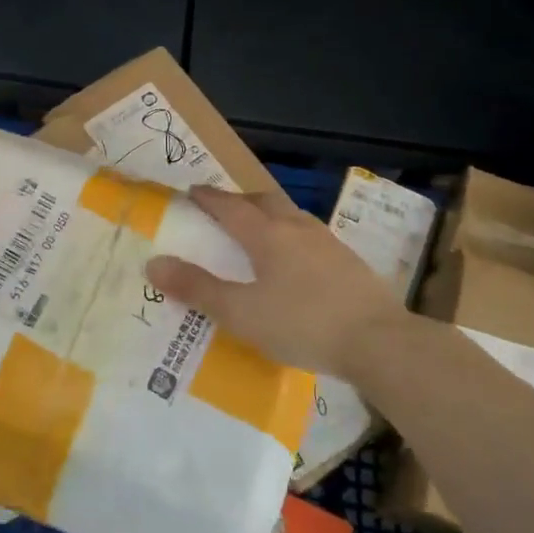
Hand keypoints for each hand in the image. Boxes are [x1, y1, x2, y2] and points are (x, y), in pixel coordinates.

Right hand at [145, 186, 405, 376]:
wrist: (379, 341)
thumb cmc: (303, 323)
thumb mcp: (241, 313)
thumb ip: (198, 289)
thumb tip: (154, 263)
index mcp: (267, 234)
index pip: (230, 206)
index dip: (208, 198)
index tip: (191, 191)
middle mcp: (296, 227)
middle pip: (264, 201)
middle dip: (240, 200)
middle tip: (223, 208)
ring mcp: (327, 242)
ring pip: (290, 215)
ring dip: (269, 215)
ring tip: (258, 231)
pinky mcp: (348, 261)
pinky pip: (310, 235)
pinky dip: (291, 236)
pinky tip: (296, 261)